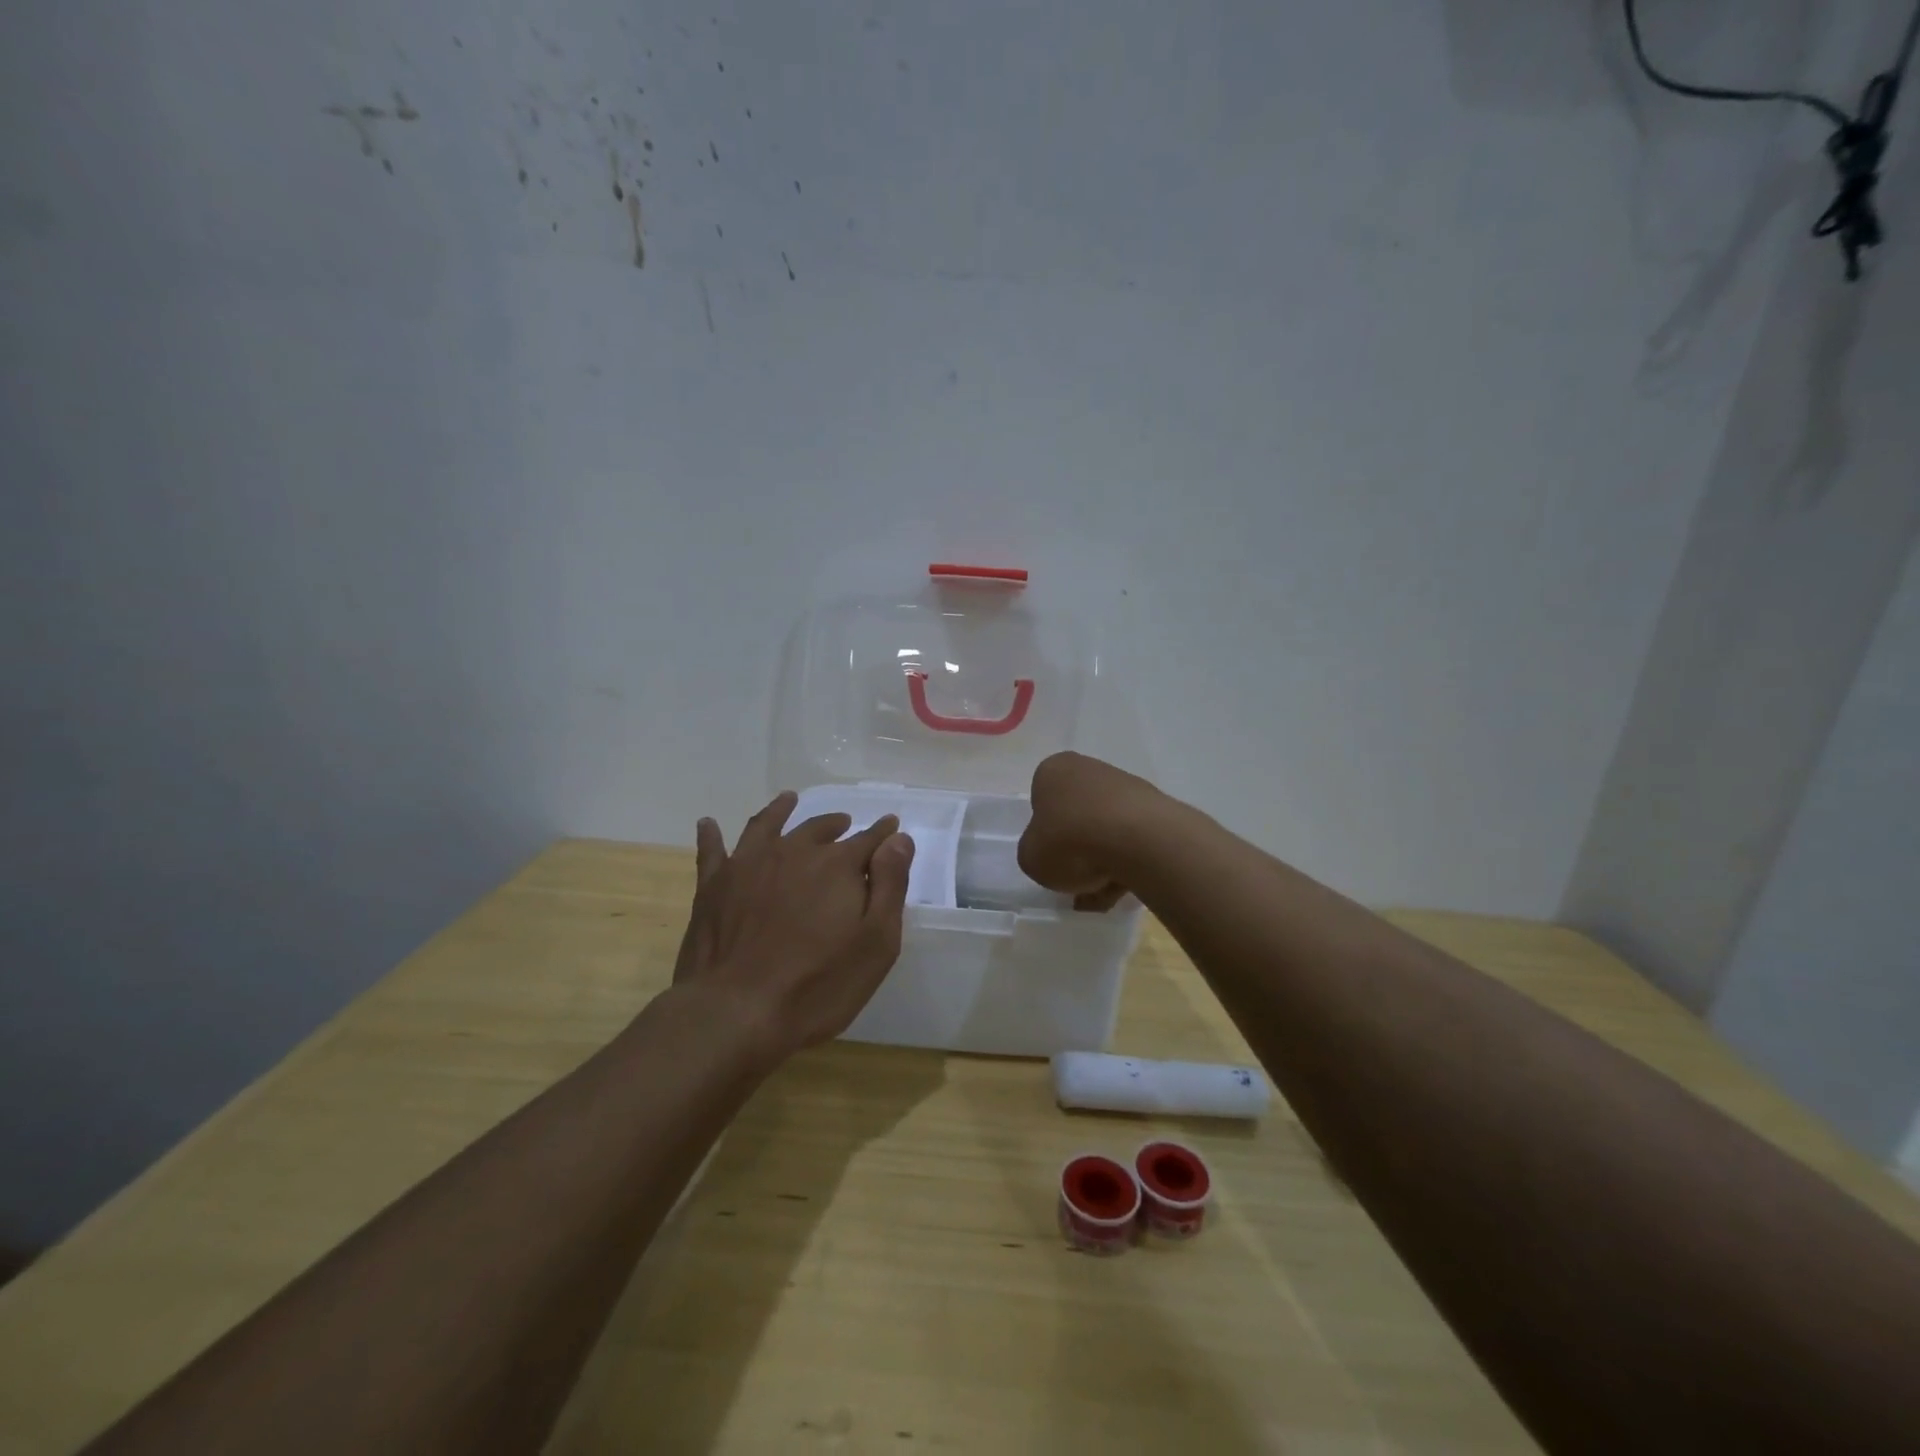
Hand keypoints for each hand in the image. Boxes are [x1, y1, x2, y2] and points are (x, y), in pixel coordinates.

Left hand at [672, 791, 915, 1058]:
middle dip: (836, 825)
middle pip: (818, 829)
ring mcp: (748, 866)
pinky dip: (711, 834)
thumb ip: (890, 885)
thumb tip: (899, 838)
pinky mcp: (713, 887)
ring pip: (768, 826)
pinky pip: (712, 850)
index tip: (891, 826)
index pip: (867, 840)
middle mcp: (793, 852)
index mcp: (836, 866)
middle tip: (845, 823)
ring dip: (781, 811)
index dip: (882, 833)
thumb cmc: (818, 985)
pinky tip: (709, 824)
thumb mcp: (876, 943)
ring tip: (789, 800)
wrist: (735, 1012)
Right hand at [1018, 752, 1163, 910]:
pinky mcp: (1155, 808)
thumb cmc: (1070, 842)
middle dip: (1077, 850)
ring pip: (1106, 830)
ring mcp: (1126, 787)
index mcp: (1053, 771)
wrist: (1138, 841)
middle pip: (1077, 815)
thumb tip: (1051, 853)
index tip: (1051, 857)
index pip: (1041, 800)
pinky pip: (1132, 841)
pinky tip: (1125, 889)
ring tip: (1102, 896)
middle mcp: (1089, 769)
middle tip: (1076, 881)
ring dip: (1103, 862)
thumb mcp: (1030, 858)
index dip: (1044, 833)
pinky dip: (1127, 864)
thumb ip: (1034, 852)